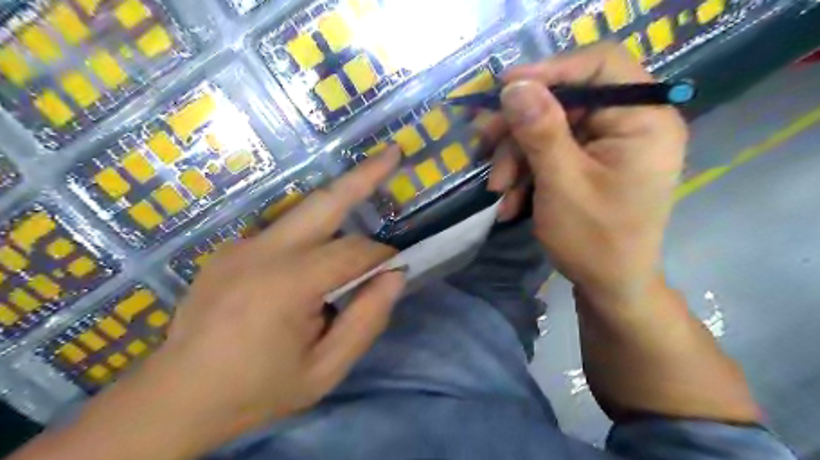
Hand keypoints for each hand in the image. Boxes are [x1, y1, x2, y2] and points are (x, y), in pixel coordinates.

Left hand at [129, 149, 404, 447]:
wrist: (177, 397)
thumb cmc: (259, 389)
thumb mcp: (325, 370)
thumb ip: (366, 321)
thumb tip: (395, 276)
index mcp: (287, 285)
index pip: (354, 252)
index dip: (382, 256)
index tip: (395, 269)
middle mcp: (262, 252)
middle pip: (324, 201)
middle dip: (365, 175)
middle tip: (393, 153)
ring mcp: (241, 245)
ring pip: (305, 212)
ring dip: (340, 202)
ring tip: (369, 181)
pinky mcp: (231, 249)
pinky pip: (285, 231)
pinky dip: (313, 232)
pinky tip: (318, 256)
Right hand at [486, 42, 685, 301]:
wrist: (609, 286)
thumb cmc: (594, 240)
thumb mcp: (562, 184)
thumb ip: (540, 131)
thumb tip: (515, 86)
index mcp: (643, 120)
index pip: (601, 65)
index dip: (551, 69)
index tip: (505, 88)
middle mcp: (631, 123)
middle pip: (566, 100)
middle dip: (520, 129)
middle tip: (484, 148)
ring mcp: (610, 143)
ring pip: (550, 128)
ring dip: (516, 157)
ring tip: (499, 192)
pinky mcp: (591, 161)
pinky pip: (552, 151)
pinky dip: (526, 172)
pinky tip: (511, 201)